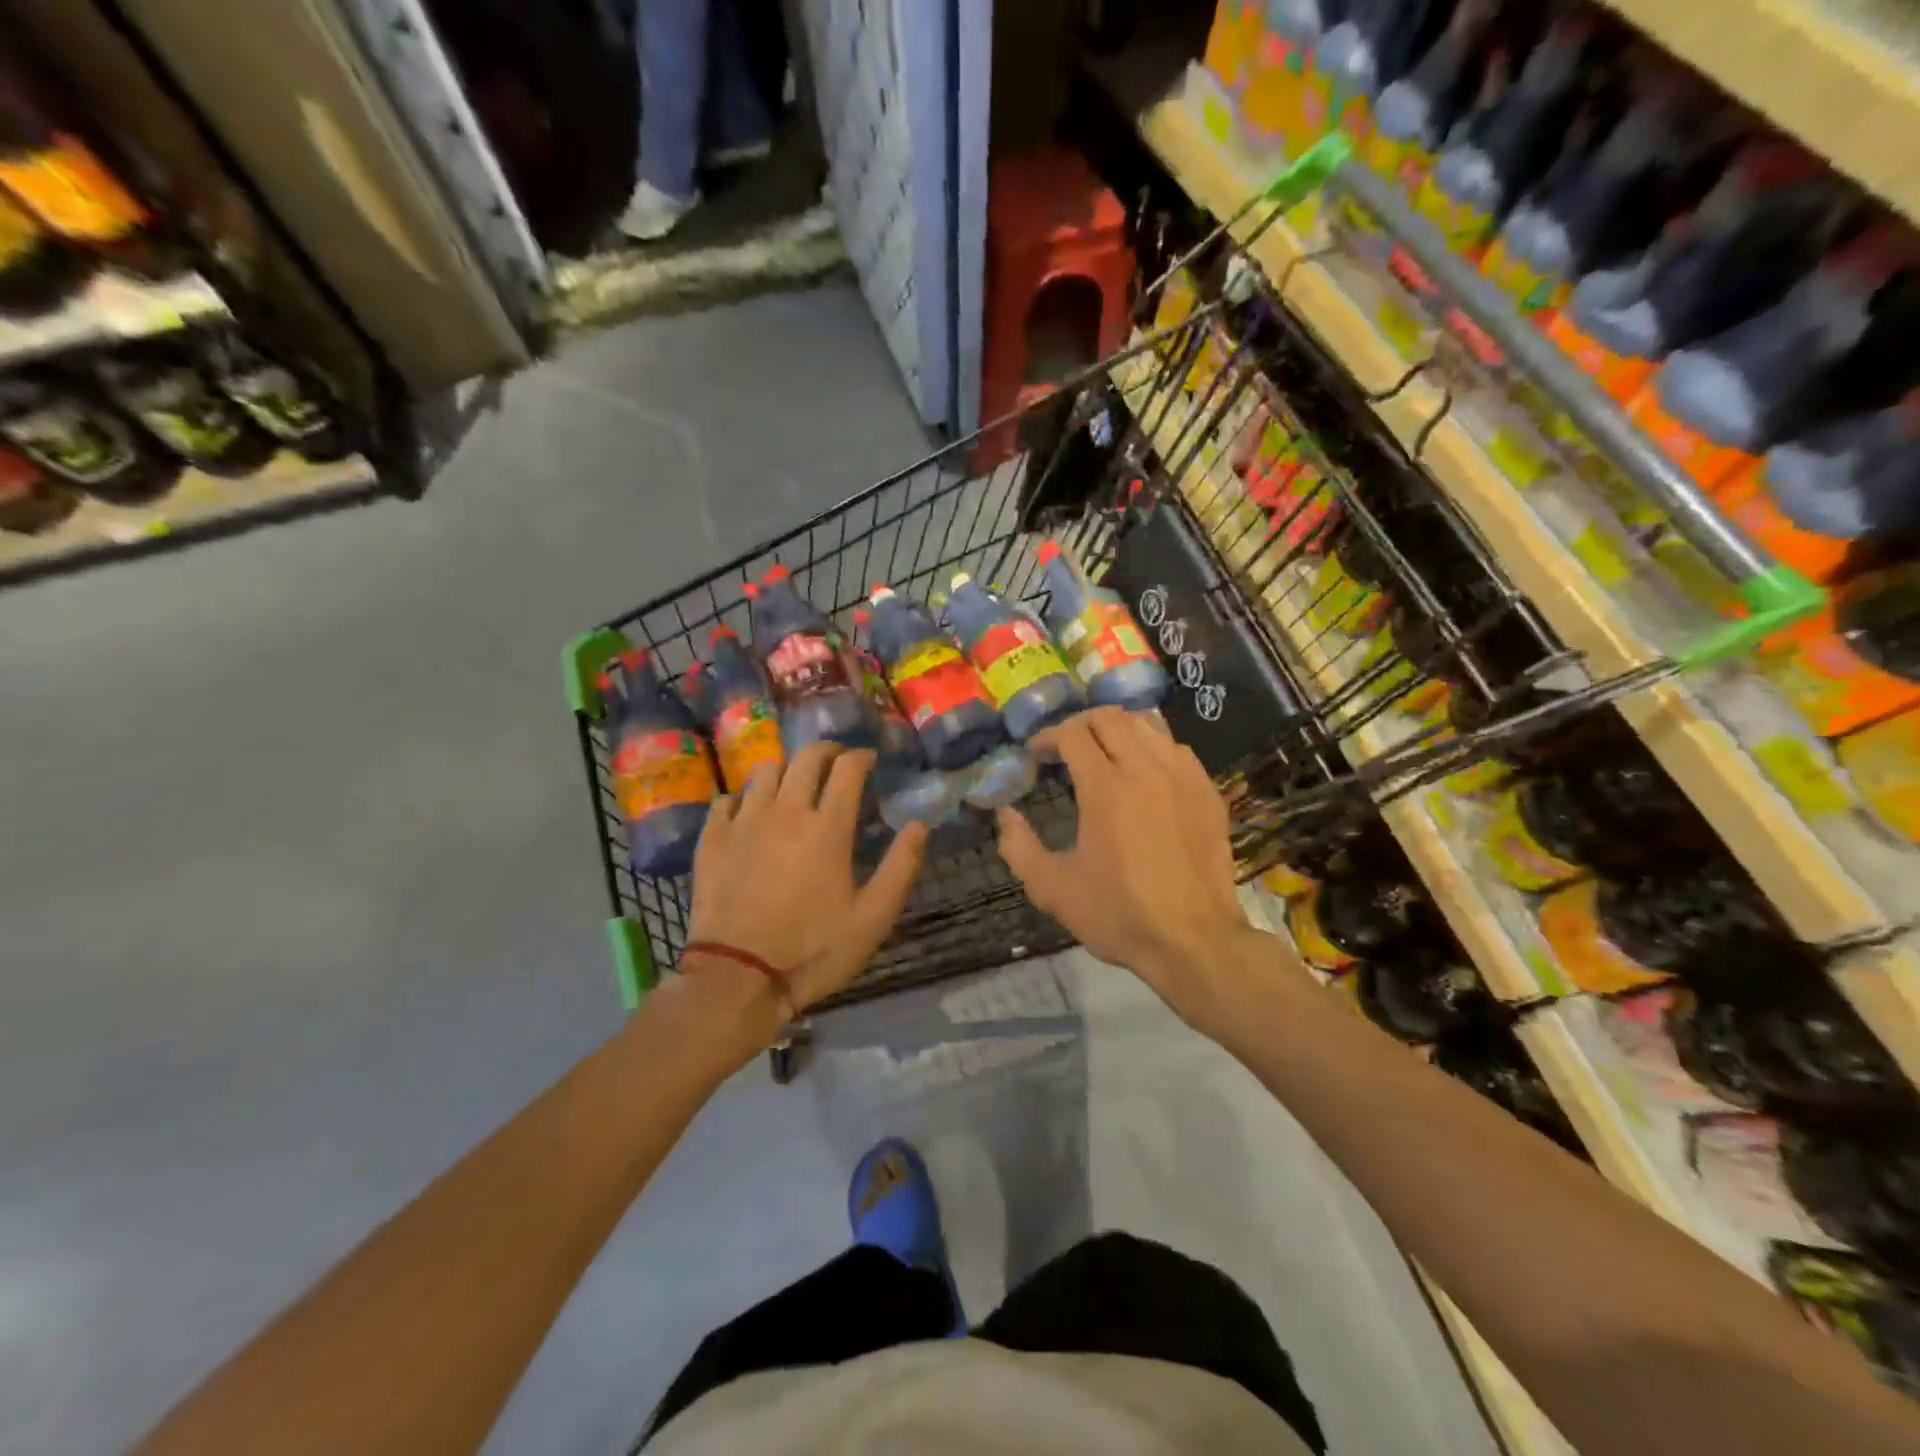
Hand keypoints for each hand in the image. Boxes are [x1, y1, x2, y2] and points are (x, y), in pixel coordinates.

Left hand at [684, 742, 927, 1015]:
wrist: (738, 978)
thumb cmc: (813, 950)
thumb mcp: (873, 918)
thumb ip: (901, 866)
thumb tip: (919, 824)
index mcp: (827, 827)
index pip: (847, 769)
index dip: (861, 757)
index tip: (869, 761)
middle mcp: (785, 811)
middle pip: (806, 758)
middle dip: (827, 752)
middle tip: (837, 763)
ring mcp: (744, 821)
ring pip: (765, 771)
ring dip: (787, 769)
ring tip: (794, 785)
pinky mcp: (713, 838)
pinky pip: (727, 798)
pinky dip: (744, 797)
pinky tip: (750, 812)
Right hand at [995, 707, 1271, 1022]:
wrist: (1193, 941)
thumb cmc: (1118, 914)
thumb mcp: (1052, 888)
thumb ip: (1019, 846)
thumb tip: (1004, 814)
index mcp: (1105, 788)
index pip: (1072, 734)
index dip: (1047, 737)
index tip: (1035, 753)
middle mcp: (1146, 769)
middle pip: (1110, 717)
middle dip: (1079, 724)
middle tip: (1065, 747)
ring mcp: (1183, 776)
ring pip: (1147, 724)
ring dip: (1117, 728)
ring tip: (1103, 750)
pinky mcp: (1207, 791)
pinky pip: (1177, 748)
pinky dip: (1152, 747)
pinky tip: (1144, 772)